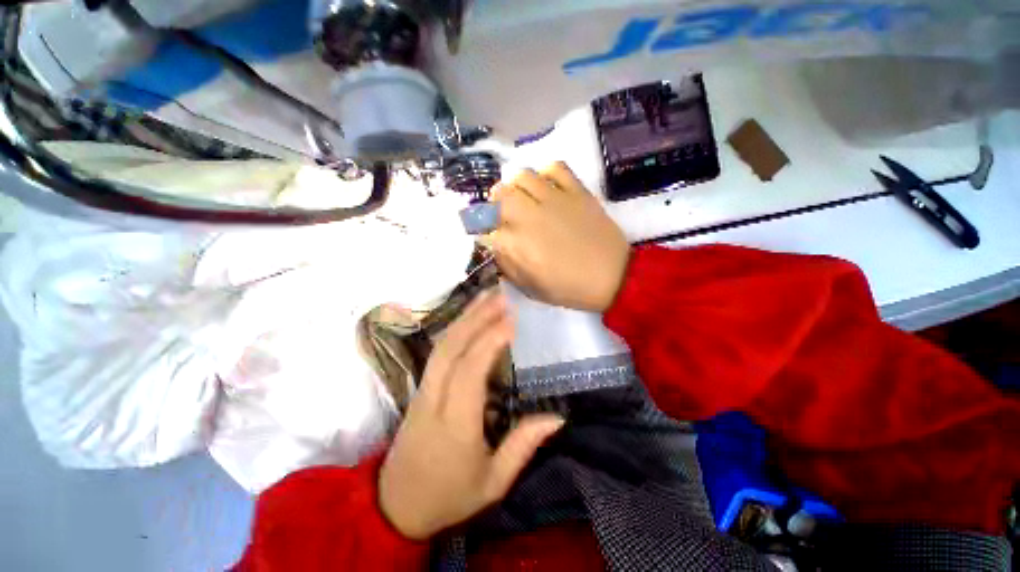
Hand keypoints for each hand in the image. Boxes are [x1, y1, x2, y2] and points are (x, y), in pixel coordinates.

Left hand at [378, 290, 564, 539]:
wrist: (396, 506)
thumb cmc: (449, 496)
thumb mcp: (493, 482)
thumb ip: (523, 446)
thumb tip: (557, 417)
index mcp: (455, 423)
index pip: (470, 371)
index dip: (490, 341)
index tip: (511, 320)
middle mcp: (434, 398)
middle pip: (452, 348)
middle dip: (477, 317)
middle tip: (501, 295)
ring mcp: (422, 390)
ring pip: (442, 345)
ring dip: (465, 317)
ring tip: (486, 296)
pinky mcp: (419, 387)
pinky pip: (438, 351)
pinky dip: (455, 329)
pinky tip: (469, 317)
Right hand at [491, 162, 630, 311]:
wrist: (613, 277)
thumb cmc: (570, 288)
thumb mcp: (532, 288)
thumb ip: (508, 266)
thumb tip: (495, 246)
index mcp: (517, 244)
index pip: (487, 229)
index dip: (485, 232)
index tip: (489, 236)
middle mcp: (529, 216)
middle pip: (499, 195)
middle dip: (494, 203)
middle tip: (501, 211)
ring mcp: (554, 199)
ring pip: (523, 176)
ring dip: (516, 186)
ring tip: (522, 196)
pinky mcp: (576, 191)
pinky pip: (556, 168)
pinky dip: (547, 173)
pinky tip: (548, 186)